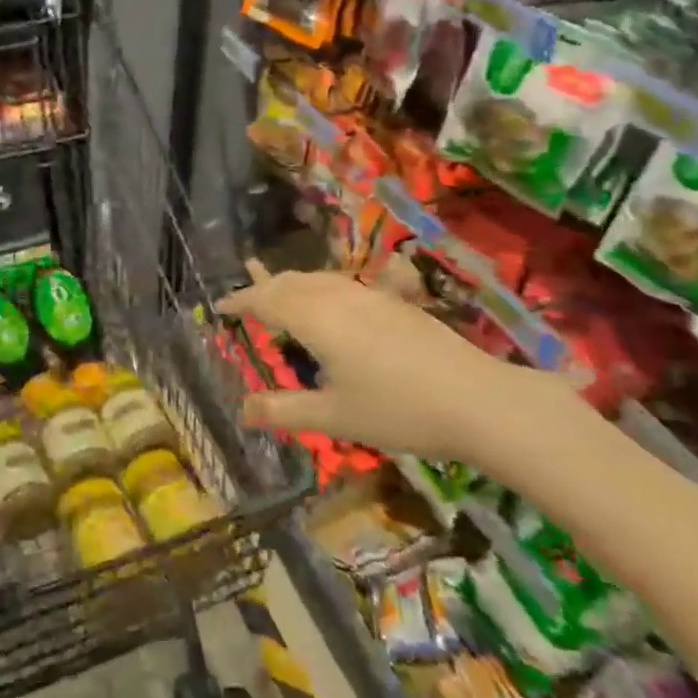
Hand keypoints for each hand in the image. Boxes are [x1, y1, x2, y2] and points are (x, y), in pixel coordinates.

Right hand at [218, 259, 553, 465]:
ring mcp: (372, 297)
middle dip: (264, 287)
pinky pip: (345, 286)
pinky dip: (322, 289)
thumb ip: (284, 410)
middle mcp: (340, 298)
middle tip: (244, 298)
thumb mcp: (333, 417)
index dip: (241, 301)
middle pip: (292, 282)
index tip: (219, 307)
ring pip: (320, 280)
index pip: (267, 301)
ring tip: (279, 292)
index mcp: (317, 320)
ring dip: (293, 284)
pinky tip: (333, 302)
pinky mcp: (397, 304)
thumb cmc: (397, 410)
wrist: (478, 401)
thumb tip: (241, 409)